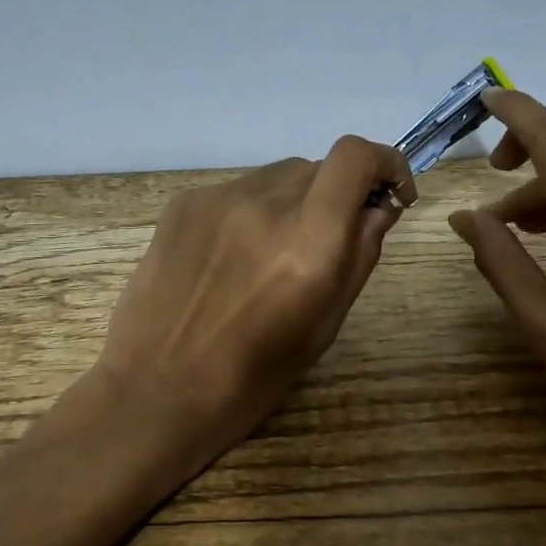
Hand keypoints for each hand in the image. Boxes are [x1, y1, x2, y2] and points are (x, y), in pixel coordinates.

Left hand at [88, 137, 416, 488]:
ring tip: (270, 256)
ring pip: (277, 176)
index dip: (384, 162)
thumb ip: (359, 254)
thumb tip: (380, 206)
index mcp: (307, 242)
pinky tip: (230, 258)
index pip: (354, 156)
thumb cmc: (251, 376)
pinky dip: (251, 211)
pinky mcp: (183, 202)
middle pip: (318, 167)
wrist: (155, 389)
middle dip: (336, 195)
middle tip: (325, 242)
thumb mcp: (324, 325)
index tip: (390, 193)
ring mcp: (217, 198)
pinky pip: (238, 190)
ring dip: (293, 201)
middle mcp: (263, 204)